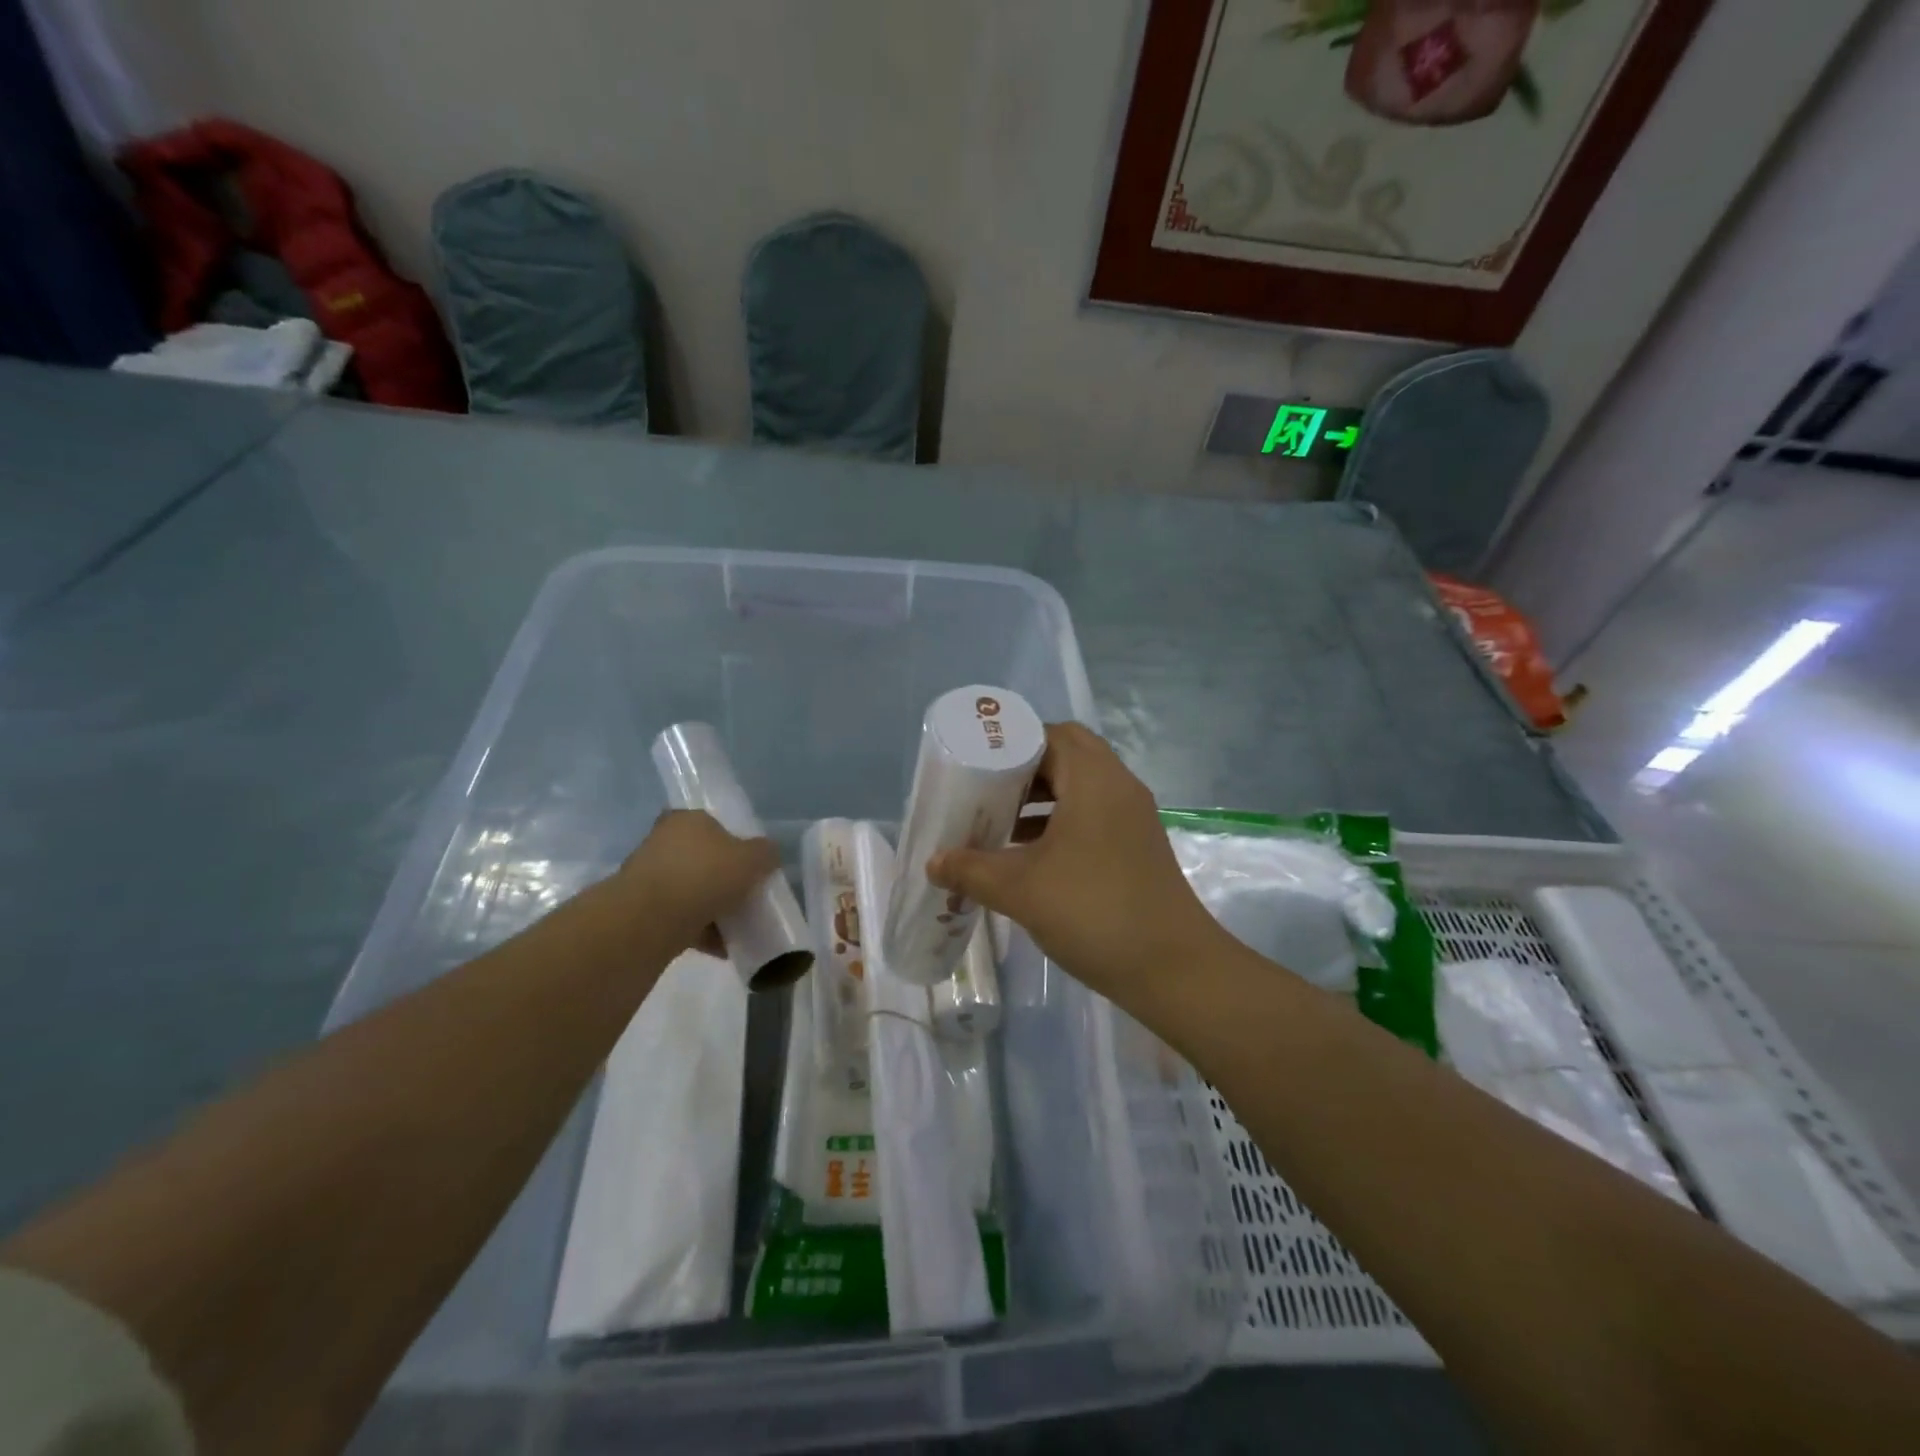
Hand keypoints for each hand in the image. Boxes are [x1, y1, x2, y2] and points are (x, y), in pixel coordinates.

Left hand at [616, 810, 779, 955]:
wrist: (649, 921)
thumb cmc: (704, 875)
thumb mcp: (752, 859)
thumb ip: (766, 854)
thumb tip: (768, 854)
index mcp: (686, 819)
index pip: (711, 824)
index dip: (733, 843)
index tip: (749, 866)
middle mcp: (662, 842)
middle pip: (701, 860)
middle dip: (723, 880)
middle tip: (746, 897)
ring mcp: (648, 878)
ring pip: (690, 891)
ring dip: (712, 908)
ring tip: (738, 928)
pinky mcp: (641, 912)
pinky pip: (680, 919)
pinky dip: (700, 931)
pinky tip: (722, 947)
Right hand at [927, 723, 1230, 1006]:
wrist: (1173, 969)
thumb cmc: (1093, 912)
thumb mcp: (1021, 890)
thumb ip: (971, 870)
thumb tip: (932, 862)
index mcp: (1095, 780)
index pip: (1053, 734)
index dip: (1013, 741)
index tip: (977, 762)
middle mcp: (1119, 788)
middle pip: (1067, 758)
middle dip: (1023, 770)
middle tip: (984, 790)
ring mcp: (1132, 818)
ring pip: (1080, 789)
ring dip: (1041, 799)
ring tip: (997, 822)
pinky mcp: (1136, 847)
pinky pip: (1092, 816)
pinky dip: (1060, 824)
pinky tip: (1027, 856)